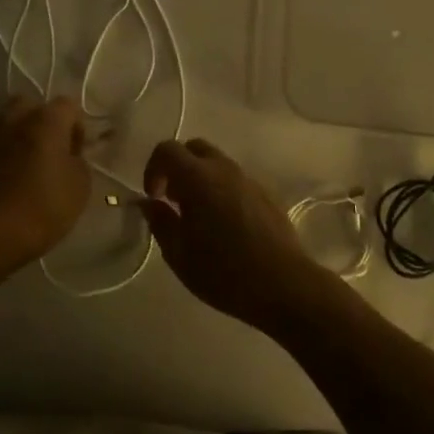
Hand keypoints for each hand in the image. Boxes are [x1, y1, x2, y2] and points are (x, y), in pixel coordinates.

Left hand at [0, 96, 91, 271]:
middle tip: (46, 152)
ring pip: (2, 123)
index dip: (75, 127)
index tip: (75, 153)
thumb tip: (68, 155)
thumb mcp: (80, 188)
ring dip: (13, 137)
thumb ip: (77, 161)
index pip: (67, 105)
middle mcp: (12, 118)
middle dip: (39, 122)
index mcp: (45, 121)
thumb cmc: (41, 210)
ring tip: (18, 167)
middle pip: (29, 105)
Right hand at [140, 139, 338, 333]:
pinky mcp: (266, 194)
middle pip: (194, 148)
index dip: (153, 168)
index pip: (167, 149)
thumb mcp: (179, 254)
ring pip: (217, 164)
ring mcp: (249, 179)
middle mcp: (224, 169)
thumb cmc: (224, 272)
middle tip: (174, 201)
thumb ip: (160, 222)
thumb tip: (149, 203)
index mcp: (198, 177)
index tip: (154, 197)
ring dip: (201, 179)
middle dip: (178, 168)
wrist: (284, 285)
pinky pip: (236, 181)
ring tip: (199, 218)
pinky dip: (222, 191)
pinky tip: (226, 226)